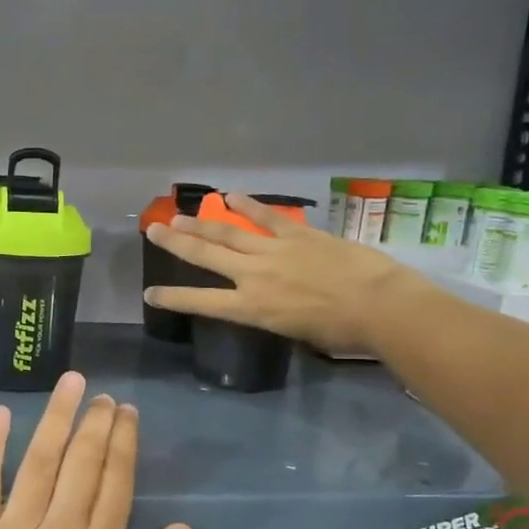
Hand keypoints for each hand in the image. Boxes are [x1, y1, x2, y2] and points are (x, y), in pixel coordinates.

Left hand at [0, 372, 191, 528]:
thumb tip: (183, 526)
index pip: (116, 481)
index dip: (124, 441)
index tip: (126, 412)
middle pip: (83, 463)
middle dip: (96, 422)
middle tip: (101, 396)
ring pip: (39, 462)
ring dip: (57, 418)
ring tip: (70, 384)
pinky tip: (1, 413)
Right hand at [144, 192, 415, 355]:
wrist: (377, 305)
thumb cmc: (339, 331)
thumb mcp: (294, 332)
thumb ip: (273, 314)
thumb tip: (271, 302)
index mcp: (251, 308)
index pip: (201, 302)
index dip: (173, 298)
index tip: (150, 293)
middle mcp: (253, 276)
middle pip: (205, 256)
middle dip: (176, 244)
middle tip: (153, 231)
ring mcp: (273, 250)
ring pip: (228, 234)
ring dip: (200, 224)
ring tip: (178, 216)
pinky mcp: (296, 234)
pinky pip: (266, 217)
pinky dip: (247, 205)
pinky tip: (229, 195)